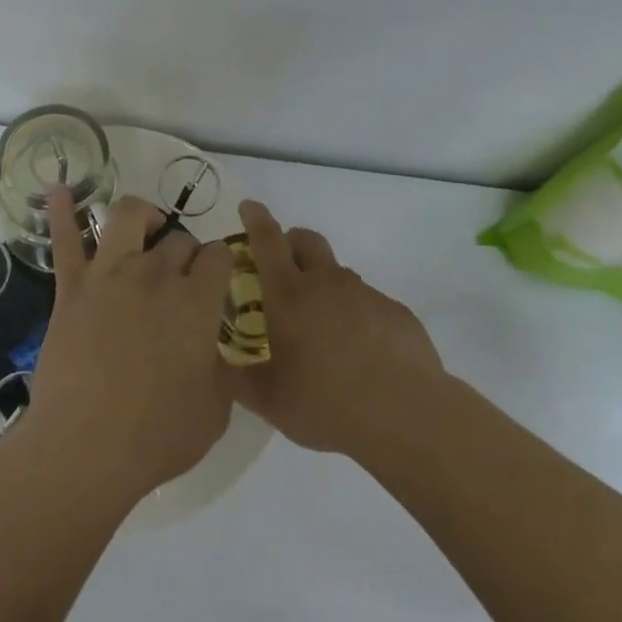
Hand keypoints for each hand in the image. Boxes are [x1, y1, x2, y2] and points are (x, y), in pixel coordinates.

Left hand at [22, 190, 236, 505]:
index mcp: (197, 300)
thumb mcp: (215, 409)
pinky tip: (60, 191)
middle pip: (178, 240)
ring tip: (147, 228)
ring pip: (128, 216)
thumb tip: (213, 350)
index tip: (217, 279)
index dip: (220, 264)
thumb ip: (221, 368)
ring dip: (143, 216)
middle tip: (182, 277)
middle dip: (186, 252)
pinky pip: (65, 241)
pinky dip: (62, 212)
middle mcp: (156, 274)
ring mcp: (109, 275)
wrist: (85, 448)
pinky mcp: (72, 288)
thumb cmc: (157, 435)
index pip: (218, 256)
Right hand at [230, 200, 445, 460]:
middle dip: (290, 242)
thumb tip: (216, 364)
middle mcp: (326, 282)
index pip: (267, 240)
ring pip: (337, 273)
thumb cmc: (326, 404)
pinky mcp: (395, 311)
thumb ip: (237, 379)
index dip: (255, 219)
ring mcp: (365, 294)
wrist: (406, 415)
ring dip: (323, 284)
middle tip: (281, 269)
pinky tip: (358, 352)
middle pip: (306, 240)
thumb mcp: (269, 401)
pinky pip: (367, 301)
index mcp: (289, 294)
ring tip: (321, 328)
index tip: (248, 206)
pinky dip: (354, 314)